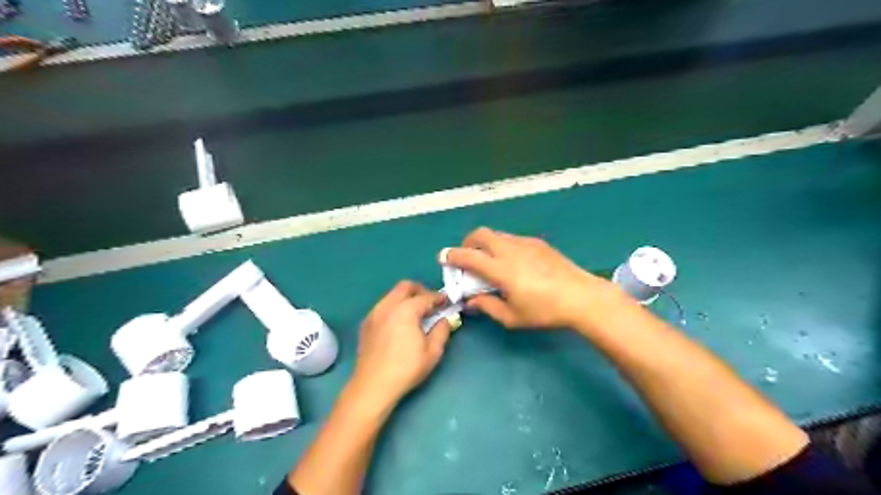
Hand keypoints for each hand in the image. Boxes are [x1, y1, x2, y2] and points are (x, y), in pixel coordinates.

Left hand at [347, 283, 449, 410]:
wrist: (373, 386)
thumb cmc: (406, 369)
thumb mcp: (432, 352)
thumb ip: (442, 331)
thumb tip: (445, 320)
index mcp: (405, 310)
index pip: (425, 297)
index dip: (439, 298)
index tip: (447, 302)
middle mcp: (388, 306)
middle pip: (405, 286)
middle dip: (420, 291)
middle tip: (430, 303)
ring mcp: (374, 314)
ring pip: (392, 295)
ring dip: (405, 298)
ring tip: (415, 314)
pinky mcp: (366, 324)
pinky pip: (382, 306)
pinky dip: (394, 307)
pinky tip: (399, 324)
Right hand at [441, 227, 618, 327]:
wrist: (581, 296)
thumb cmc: (545, 311)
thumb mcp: (512, 317)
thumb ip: (487, 306)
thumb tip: (471, 301)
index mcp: (500, 269)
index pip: (468, 256)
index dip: (451, 255)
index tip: (443, 258)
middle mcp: (509, 250)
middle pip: (480, 234)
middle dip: (467, 243)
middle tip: (466, 258)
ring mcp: (525, 243)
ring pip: (496, 234)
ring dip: (485, 244)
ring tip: (490, 261)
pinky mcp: (537, 243)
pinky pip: (511, 238)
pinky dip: (502, 245)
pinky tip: (512, 262)